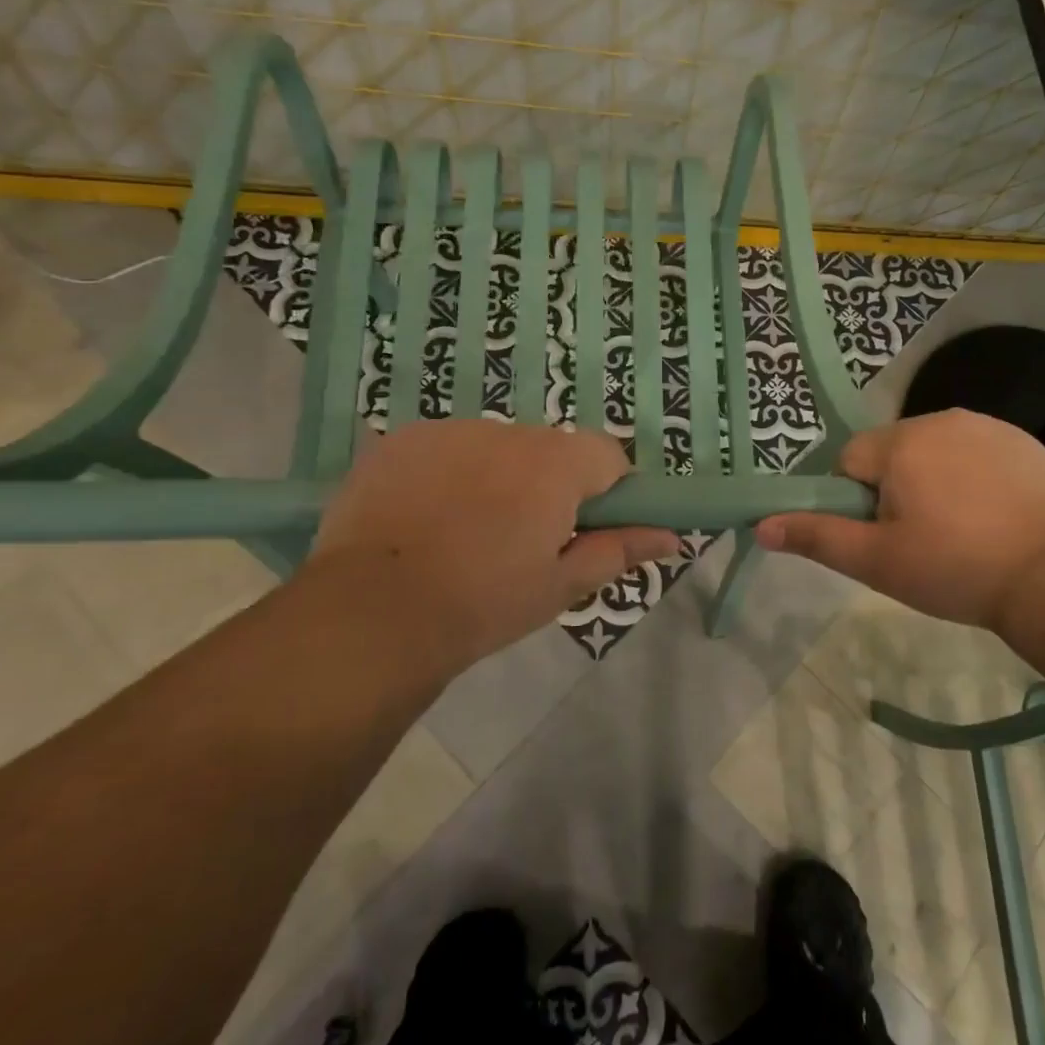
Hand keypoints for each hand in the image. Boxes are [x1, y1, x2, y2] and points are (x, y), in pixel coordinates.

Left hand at [310, 420, 678, 674]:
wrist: (372, 613)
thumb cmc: (483, 604)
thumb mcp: (559, 586)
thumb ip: (619, 550)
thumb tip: (673, 538)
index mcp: (555, 465)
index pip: (607, 455)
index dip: (605, 490)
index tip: (583, 529)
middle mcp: (508, 432)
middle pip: (550, 449)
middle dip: (547, 484)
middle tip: (520, 540)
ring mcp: (449, 431)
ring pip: (496, 447)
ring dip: (496, 476)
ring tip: (463, 532)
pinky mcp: (402, 439)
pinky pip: (446, 448)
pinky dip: (447, 473)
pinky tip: (423, 517)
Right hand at [755, 409, 1044, 630]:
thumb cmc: (956, 568)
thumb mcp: (877, 561)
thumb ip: (817, 536)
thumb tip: (761, 524)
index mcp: (900, 443)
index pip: (849, 460)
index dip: (857, 501)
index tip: (885, 536)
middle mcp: (939, 419)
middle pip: (890, 451)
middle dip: (894, 488)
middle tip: (921, 540)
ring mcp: (985, 426)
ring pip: (932, 450)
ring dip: (933, 480)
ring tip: (961, 531)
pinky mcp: (1020, 440)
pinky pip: (974, 451)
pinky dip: (972, 476)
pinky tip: (994, 515)